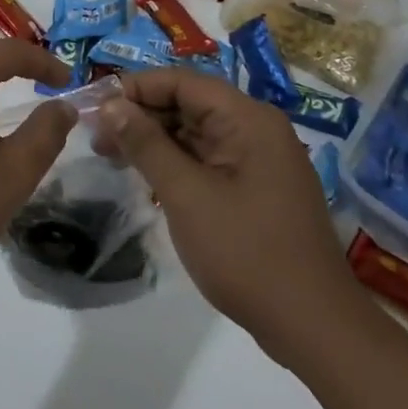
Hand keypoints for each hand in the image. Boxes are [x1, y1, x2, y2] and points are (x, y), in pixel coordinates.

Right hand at [94, 70, 366, 367]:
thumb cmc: (246, 253)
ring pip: (195, 133)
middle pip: (189, 104)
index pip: (182, 82)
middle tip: (96, 138)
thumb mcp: (186, 194)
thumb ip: (146, 144)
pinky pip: (207, 159)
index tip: (95, 108)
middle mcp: (257, 129)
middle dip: (140, 116)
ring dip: (153, 140)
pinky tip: (145, 176)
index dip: (135, 88)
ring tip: (110, 156)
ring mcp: (259, 160)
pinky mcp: (256, 188)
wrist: (313, 326)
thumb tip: (110, 104)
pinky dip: (174, 162)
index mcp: (248, 119)